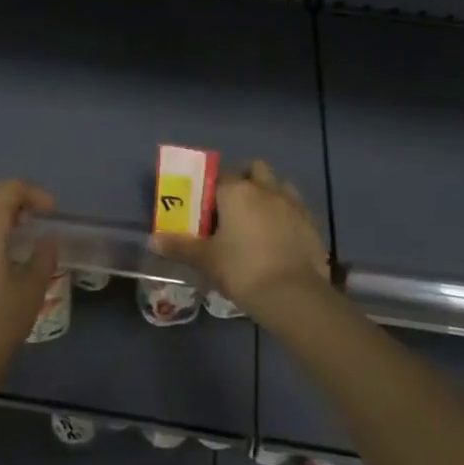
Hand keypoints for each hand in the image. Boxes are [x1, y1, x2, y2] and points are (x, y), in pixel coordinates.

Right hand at [149, 160, 328, 318]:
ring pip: (279, 185)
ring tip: (258, 221)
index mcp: (237, 191)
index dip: (211, 187)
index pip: (220, 175)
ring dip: (268, 194)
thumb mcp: (206, 260)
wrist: (293, 294)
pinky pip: (295, 208)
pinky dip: (286, 215)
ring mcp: (293, 204)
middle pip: (255, 169)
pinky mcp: (311, 223)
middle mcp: (266, 189)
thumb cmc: (242, 269)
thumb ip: (179, 246)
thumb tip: (152, 240)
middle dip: (245, 180)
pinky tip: (278, 238)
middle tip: (232, 207)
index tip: (205, 206)